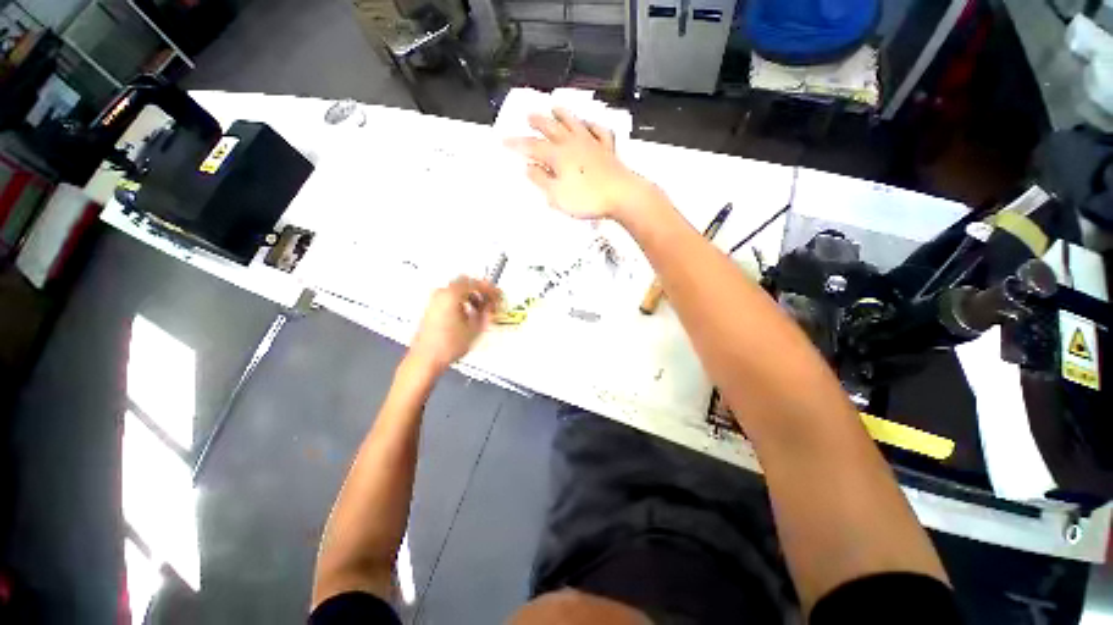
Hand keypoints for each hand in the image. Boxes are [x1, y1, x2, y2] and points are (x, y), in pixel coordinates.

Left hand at [408, 276, 500, 372]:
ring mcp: (435, 300)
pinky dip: (463, 300)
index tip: (499, 295)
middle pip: (466, 282)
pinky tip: (470, 313)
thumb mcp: (475, 328)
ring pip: (458, 289)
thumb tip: (490, 306)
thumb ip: (486, 313)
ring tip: (482, 309)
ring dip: (472, 296)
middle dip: (481, 290)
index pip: (476, 284)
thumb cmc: (448, 345)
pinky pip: (451, 297)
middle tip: (491, 300)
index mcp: (452, 295)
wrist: (426, 359)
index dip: (491, 289)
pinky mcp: (433, 308)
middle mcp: (442, 293)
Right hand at [504, 108, 658, 219]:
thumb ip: (541, 180)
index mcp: (558, 155)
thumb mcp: (557, 195)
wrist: (621, 195)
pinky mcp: (608, 149)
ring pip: (575, 123)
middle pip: (552, 128)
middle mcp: (573, 143)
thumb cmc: (586, 199)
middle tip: (529, 115)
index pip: (532, 147)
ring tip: (555, 107)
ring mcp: (592, 143)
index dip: (517, 144)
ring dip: (563, 115)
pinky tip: (590, 124)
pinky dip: (593, 126)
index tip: (503, 140)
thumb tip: (528, 166)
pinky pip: (599, 131)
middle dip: (538, 122)